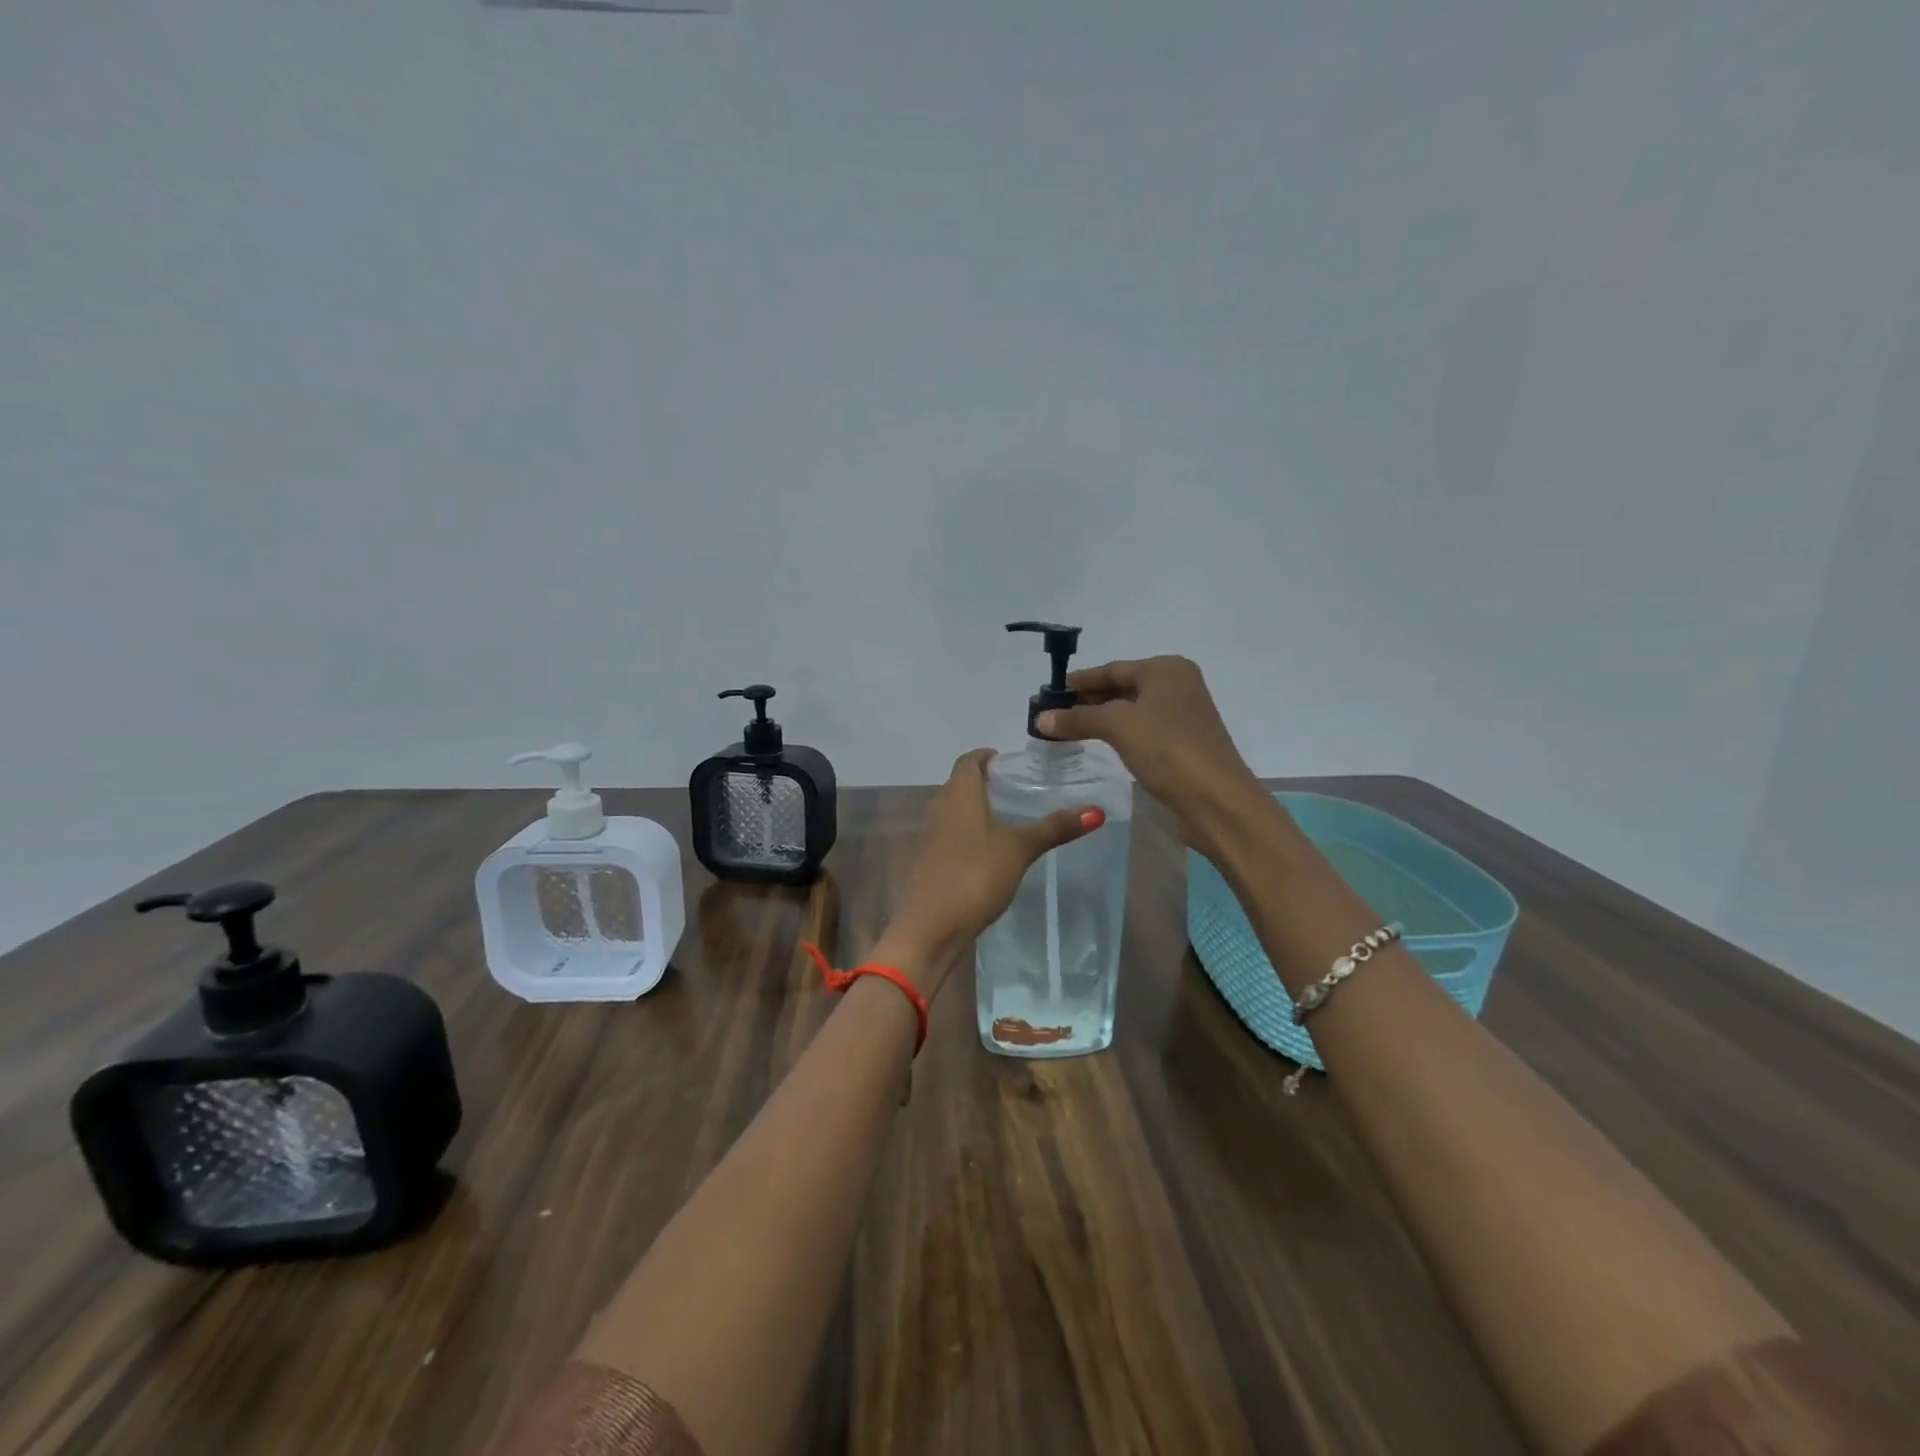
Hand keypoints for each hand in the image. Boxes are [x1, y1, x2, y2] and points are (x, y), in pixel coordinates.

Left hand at [879, 749, 1104, 996]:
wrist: (929, 928)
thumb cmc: (974, 876)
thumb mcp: (1019, 850)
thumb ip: (1054, 828)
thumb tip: (1096, 811)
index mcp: (958, 794)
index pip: (969, 760)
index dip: (988, 757)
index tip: (1012, 764)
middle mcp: (938, 808)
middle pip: (960, 784)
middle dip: (986, 783)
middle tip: (1019, 791)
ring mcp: (929, 836)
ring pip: (954, 811)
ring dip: (976, 810)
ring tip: (1009, 821)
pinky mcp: (927, 862)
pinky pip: (949, 836)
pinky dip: (968, 835)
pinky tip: (989, 854)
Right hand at [1036, 656, 1265, 861]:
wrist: (1216, 800)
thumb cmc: (1168, 749)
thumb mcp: (1118, 726)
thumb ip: (1078, 718)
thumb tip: (1040, 718)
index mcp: (1166, 670)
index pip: (1112, 669)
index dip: (1079, 681)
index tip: (1048, 692)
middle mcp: (1177, 686)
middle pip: (1121, 687)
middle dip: (1087, 700)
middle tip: (1051, 713)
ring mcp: (1181, 715)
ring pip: (1130, 710)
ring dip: (1099, 718)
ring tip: (1066, 729)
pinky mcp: (1181, 743)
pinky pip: (1140, 729)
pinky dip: (1116, 733)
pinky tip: (1097, 743)